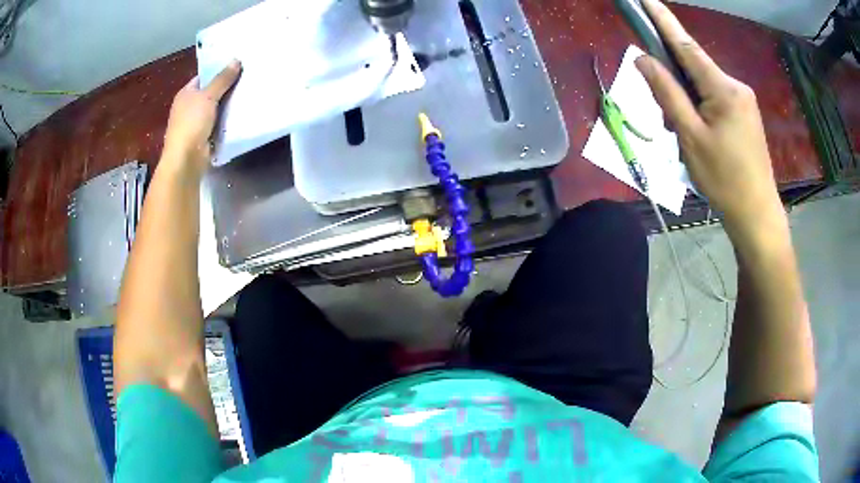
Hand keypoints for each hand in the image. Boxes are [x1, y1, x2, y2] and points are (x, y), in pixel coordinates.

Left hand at [162, 60, 241, 172]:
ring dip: (228, 105)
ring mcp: (195, 123)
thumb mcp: (208, 96)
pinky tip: (241, 115)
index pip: (203, 77)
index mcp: (185, 94)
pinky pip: (218, 123)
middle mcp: (188, 107)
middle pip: (210, 92)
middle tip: (247, 78)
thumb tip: (236, 60)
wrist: (186, 159)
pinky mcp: (203, 137)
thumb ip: (222, 79)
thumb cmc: (192, 123)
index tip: (237, 66)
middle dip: (226, 87)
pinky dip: (227, 120)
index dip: (218, 71)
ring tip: (248, 93)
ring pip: (215, 109)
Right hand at [635, 0, 782, 237]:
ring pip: (704, 86)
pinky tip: (699, 136)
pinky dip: (700, 110)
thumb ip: (667, 93)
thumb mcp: (690, 136)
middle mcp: (735, 85)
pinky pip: (715, 100)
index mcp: (723, 88)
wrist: (756, 214)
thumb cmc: (724, 179)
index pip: (685, 44)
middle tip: (667, 120)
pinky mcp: (746, 114)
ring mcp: (743, 100)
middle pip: (694, 68)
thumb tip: (644, 59)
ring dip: (687, 102)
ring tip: (685, 138)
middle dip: (674, 84)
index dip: (662, 19)